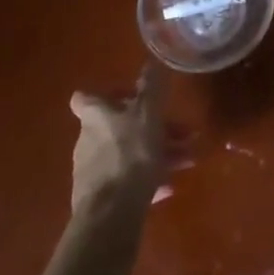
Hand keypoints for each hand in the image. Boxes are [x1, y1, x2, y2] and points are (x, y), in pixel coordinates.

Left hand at [68, 64, 171, 217]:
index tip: (134, 97)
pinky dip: (149, 179)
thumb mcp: (149, 113)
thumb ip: (152, 86)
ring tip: (187, 160)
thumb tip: (152, 60)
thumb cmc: (131, 153)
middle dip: (153, 128)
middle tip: (183, 133)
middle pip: (120, 127)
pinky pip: (128, 181)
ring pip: (129, 154)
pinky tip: (170, 187)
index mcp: (95, 116)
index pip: (87, 97)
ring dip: (158, 153)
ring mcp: (92, 172)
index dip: (109, 95)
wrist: (112, 213)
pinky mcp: (100, 199)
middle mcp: (88, 141)